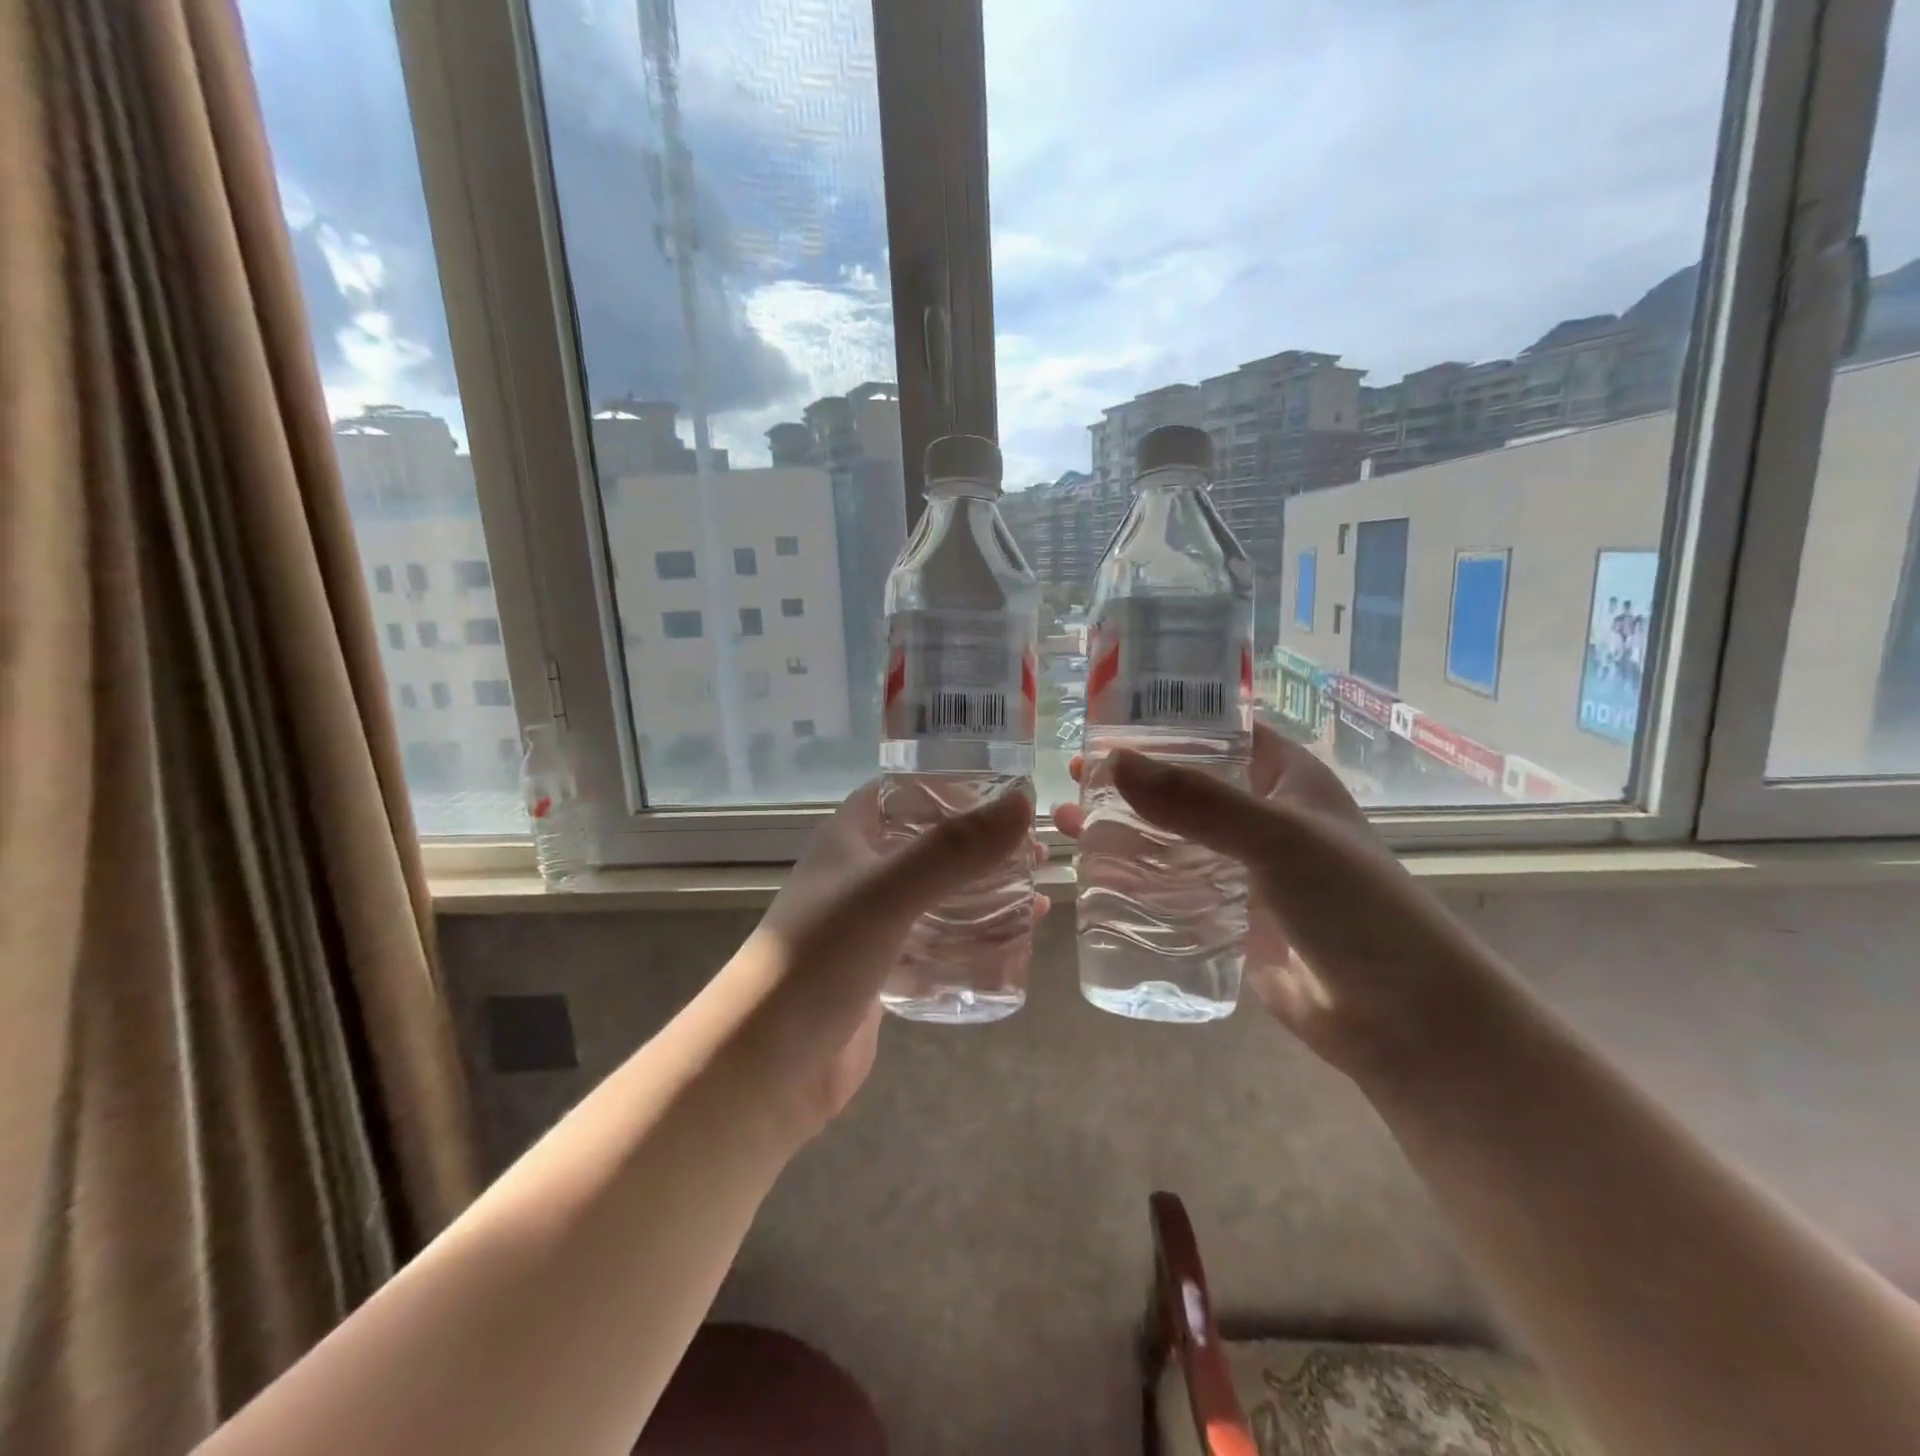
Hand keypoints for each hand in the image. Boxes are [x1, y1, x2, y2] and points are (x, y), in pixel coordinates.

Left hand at [727, 781, 1039, 1139]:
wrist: (765, 1067)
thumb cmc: (819, 959)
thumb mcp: (889, 893)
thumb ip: (955, 849)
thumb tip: (1024, 801)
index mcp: (850, 837)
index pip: (904, 790)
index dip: (953, 783)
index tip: (1011, 789)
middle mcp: (860, 874)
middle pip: (929, 844)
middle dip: (981, 845)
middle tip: (1038, 850)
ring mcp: (871, 925)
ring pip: (938, 896)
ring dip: (983, 894)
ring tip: (1037, 896)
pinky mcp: (883, 972)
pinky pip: (936, 944)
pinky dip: (972, 940)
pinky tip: (1013, 946)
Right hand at [1057, 723, 1486, 1072]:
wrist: (1401, 1017)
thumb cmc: (1354, 907)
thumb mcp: (1279, 839)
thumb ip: (1198, 801)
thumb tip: (1113, 763)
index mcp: (1284, 776)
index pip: (1217, 728)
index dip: (1165, 719)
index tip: (1104, 717)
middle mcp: (1261, 813)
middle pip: (1183, 782)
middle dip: (1129, 777)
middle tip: (1073, 774)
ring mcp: (1242, 866)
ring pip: (1170, 835)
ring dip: (1122, 826)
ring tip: (1067, 822)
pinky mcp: (1227, 914)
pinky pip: (1172, 884)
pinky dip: (1134, 875)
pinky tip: (1093, 875)